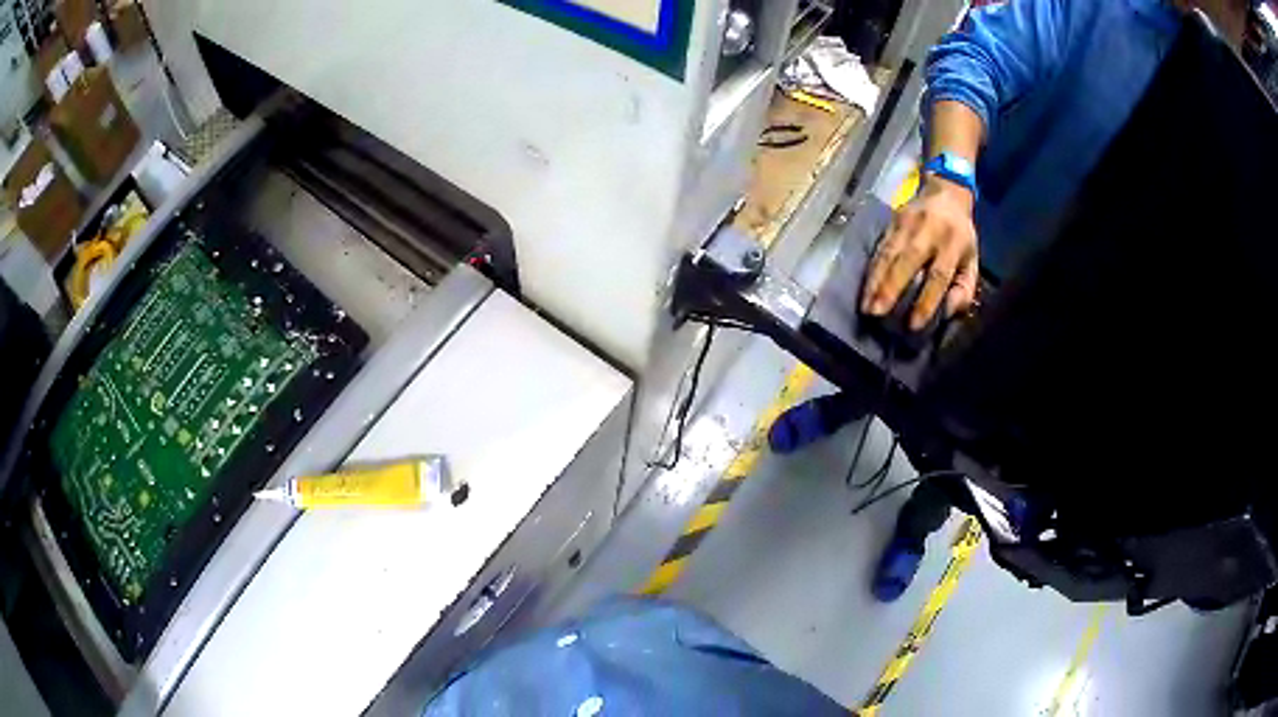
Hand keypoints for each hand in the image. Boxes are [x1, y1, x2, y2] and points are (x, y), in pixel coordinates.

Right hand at [861, 176, 978, 329]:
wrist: (945, 193)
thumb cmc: (960, 236)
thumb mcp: (972, 261)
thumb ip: (964, 288)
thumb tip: (946, 312)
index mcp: (953, 243)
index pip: (938, 275)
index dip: (926, 300)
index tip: (914, 324)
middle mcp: (929, 231)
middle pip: (908, 260)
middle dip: (891, 288)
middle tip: (877, 313)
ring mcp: (907, 224)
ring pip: (889, 253)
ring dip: (875, 281)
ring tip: (866, 305)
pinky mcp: (892, 222)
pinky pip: (880, 248)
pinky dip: (871, 270)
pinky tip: (865, 289)